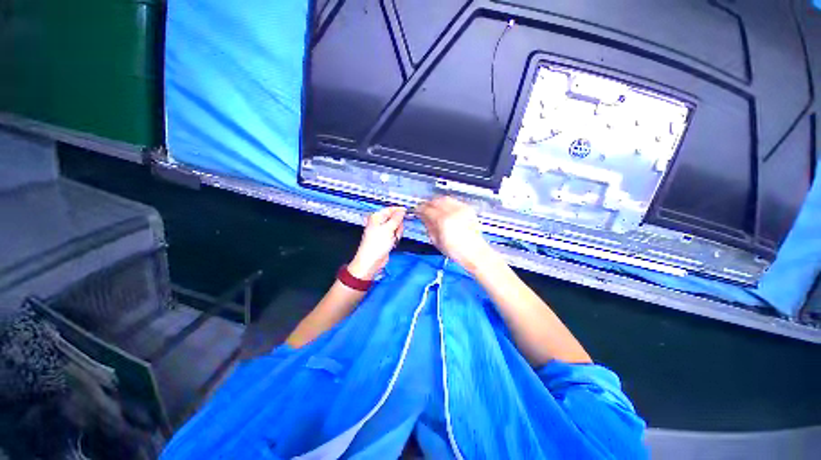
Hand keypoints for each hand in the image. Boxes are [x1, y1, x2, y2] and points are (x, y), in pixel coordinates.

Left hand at [348, 207, 405, 279]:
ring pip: (395, 227)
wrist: (371, 261)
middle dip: (398, 225)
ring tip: (394, 238)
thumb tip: (402, 210)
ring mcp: (381, 231)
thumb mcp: (389, 228)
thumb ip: (397, 218)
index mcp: (376, 217)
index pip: (390, 209)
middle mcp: (378, 223)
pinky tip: (393, 242)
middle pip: (394, 218)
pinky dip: (395, 238)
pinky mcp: (384, 239)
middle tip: (396, 231)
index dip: (399, 210)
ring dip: (397, 232)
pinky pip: (394, 235)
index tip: (407, 211)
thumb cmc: (376, 244)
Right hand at [415, 196, 494, 273]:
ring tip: (434, 208)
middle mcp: (452, 211)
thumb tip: (422, 217)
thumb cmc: (454, 250)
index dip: (419, 209)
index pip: (427, 209)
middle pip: (435, 200)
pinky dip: (447, 203)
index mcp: (442, 220)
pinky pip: (454, 201)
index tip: (416, 211)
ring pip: (445, 198)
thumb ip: (428, 226)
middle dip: (427, 203)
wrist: (474, 251)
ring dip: (437, 201)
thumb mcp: (436, 240)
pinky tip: (445, 209)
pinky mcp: (468, 209)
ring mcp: (461, 209)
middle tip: (424, 208)